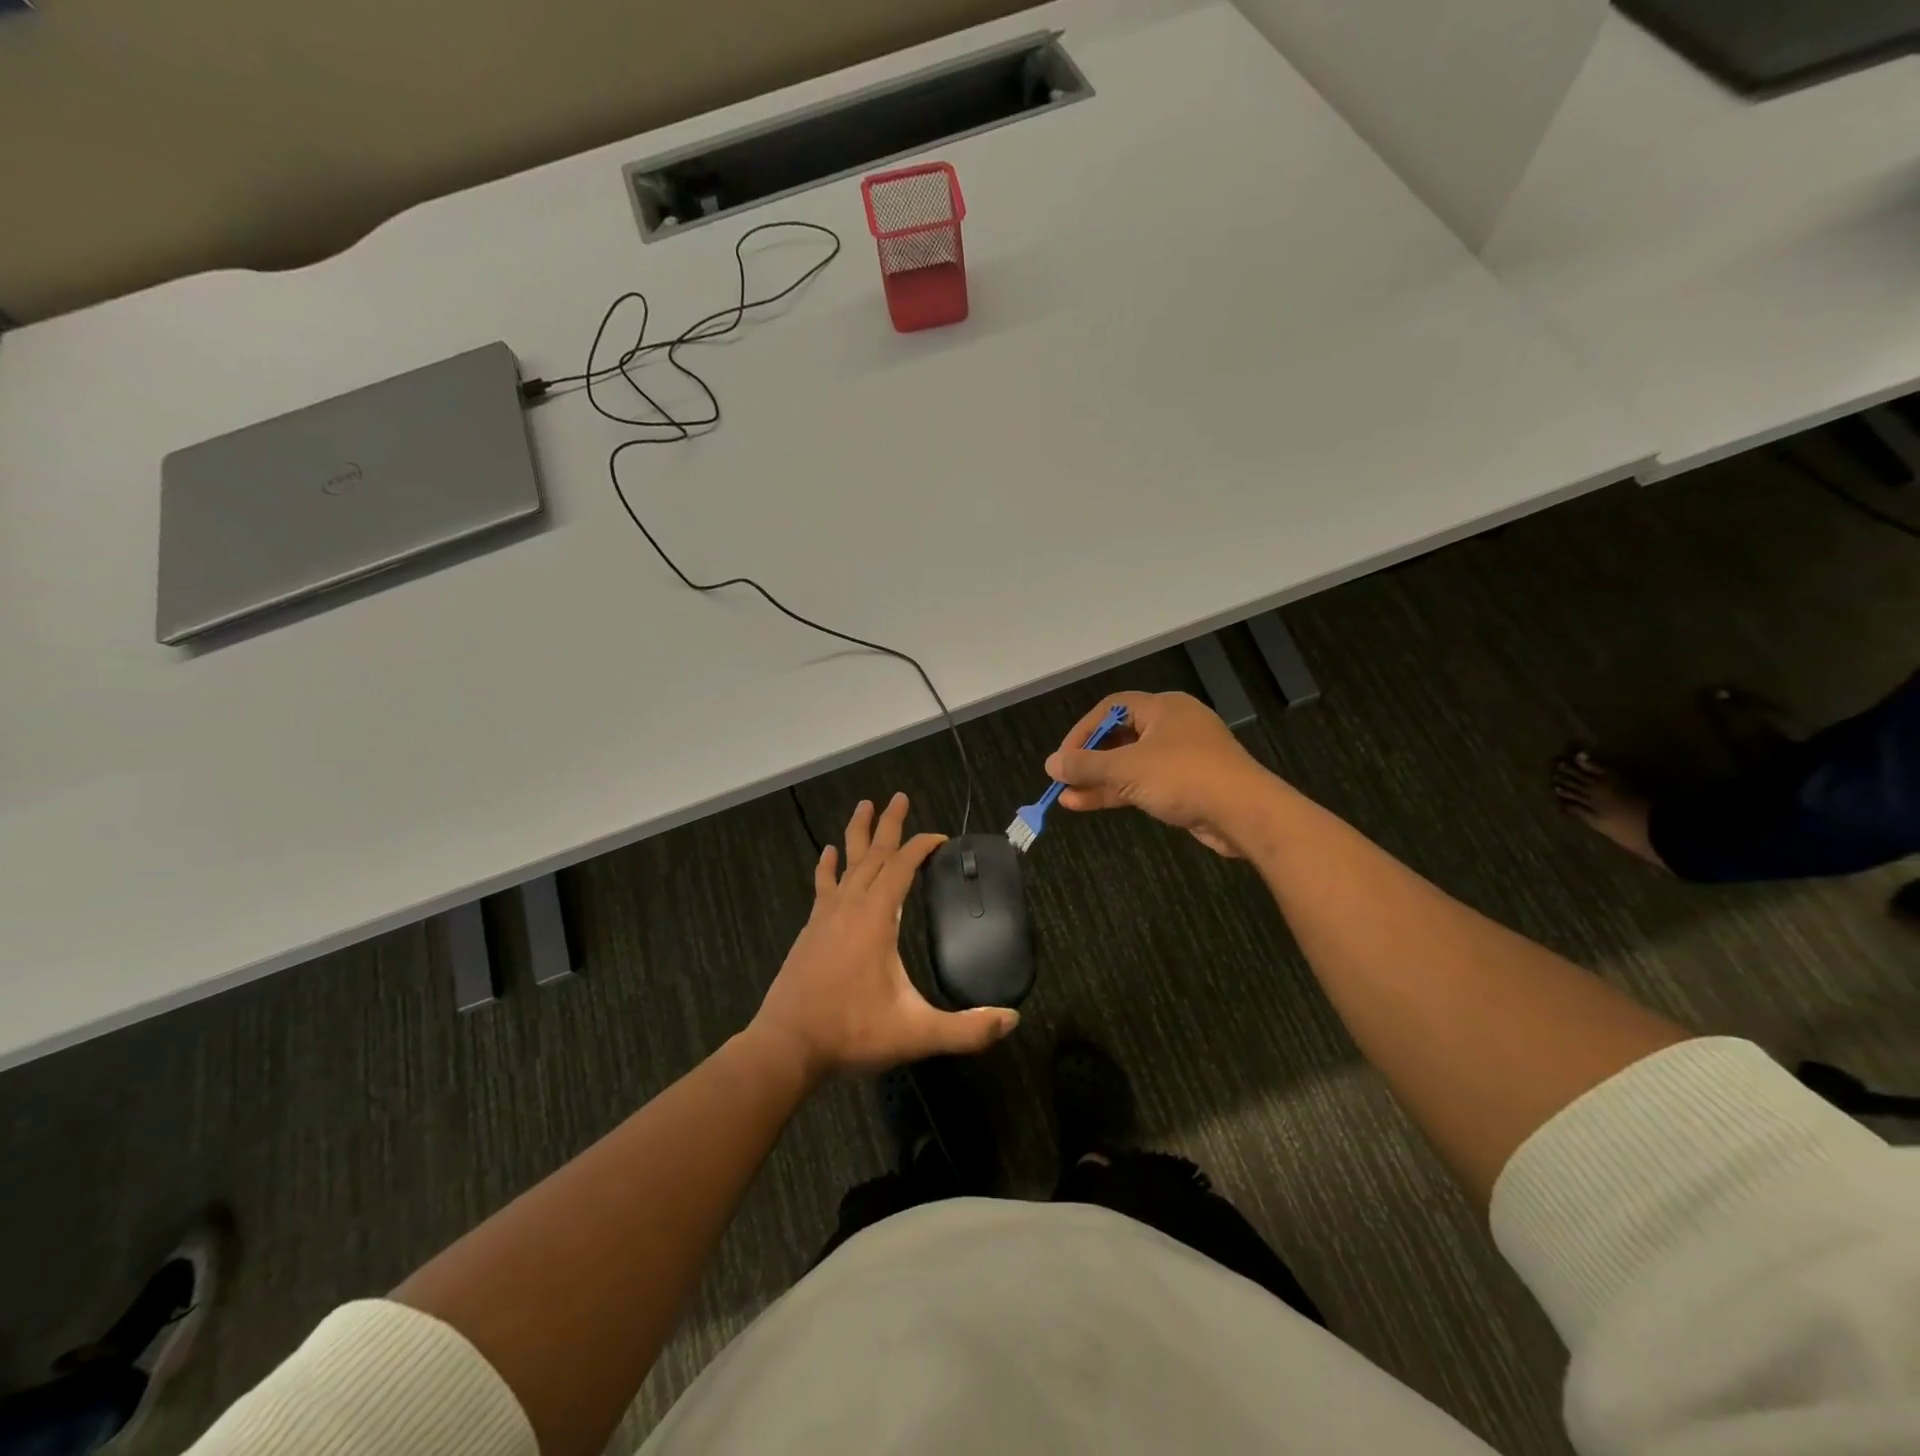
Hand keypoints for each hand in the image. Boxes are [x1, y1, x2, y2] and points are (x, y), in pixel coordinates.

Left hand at [750, 793, 1018, 1081]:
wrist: (787, 1046)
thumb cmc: (852, 1032)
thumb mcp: (915, 1033)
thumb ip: (966, 1030)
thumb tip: (1012, 1019)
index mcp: (876, 917)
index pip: (902, 866)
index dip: (922, 847)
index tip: (941, 838)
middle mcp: (851, 906)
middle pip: (874, 854)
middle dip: (889, 824)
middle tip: (899, 796)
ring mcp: (826, 915)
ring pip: (847, 862)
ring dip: (858, 833)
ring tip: (864, 805)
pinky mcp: (811, 929)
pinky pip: (823, 885)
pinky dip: (828, 865)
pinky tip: (828, 852)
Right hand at [1044, 691, 1276, 856]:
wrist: (1244, 812)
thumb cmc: (1183, 776)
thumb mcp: (1126, 769)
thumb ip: (1086, 765)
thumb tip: (1051, 764)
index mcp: (1163, 708)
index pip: (1111, 709)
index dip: (1082, 731)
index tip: (1062, 757)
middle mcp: (1173, 726)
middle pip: (1120, 737)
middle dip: (1089, 760)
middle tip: (1063, 778)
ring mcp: (1183, 757)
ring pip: (1131, 764)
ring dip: (1100, 780)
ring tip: (1067, 797)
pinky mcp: (1189, 785)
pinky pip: (1146, 783)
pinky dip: (1120, 792)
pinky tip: (1090, 804)